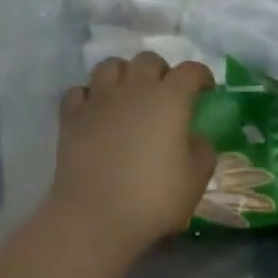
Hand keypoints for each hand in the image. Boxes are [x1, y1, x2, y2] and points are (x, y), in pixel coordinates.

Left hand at [48, 52, 217, 255]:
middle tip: (165, 94)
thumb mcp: (196, 179)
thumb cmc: (153, 198)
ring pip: (110, 66)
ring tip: (127, 95)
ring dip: (123, 74)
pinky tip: (95, 111)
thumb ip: (202, 150)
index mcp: (170, 99)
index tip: (206, 90)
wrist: (95, 217)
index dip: (201, 76)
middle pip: (148, 60)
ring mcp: (99, 99)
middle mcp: (134, 89)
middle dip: (160, 71)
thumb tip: (195, 138)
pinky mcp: (72, 116)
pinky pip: (79, 91)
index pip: (191, 70)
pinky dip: (89, 96)